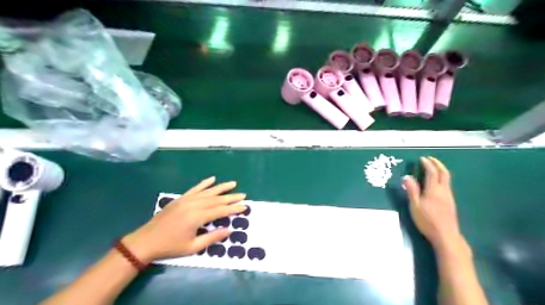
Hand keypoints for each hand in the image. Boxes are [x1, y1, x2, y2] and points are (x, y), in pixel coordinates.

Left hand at [122, 177, 246, 263]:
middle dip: (231, 197)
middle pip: (216, 199)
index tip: (244, 206)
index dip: (233, 209)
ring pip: (208, 192)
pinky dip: (204, 183)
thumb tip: (229, 230)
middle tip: (243, 195)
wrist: (145, 241)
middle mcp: (193, 205)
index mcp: (197, 217)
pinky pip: (195, 189)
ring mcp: (186, 200)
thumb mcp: (192, 247)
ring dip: (221, 187)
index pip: (220, 210)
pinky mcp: (180, 198)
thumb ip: (212, 238)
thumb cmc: (170, 247)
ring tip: (233, 183)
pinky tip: (212, 179)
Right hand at [402, 158, 460, 249]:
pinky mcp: (450, 202)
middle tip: (430, 159)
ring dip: (440, 170)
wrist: (446, 236)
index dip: (428, 164)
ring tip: (432, 168)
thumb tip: (407, 177)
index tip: (422, 158)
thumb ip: (412, 190)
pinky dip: (442, 178)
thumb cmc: (427, 220)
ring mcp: (449, 197)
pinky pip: (447, 185)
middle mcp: (444, 191)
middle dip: (437, 164)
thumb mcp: (415, 205)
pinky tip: (436, 182)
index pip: (432, 172)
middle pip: (444, 173)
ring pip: (447, 179)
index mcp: (434, 190)